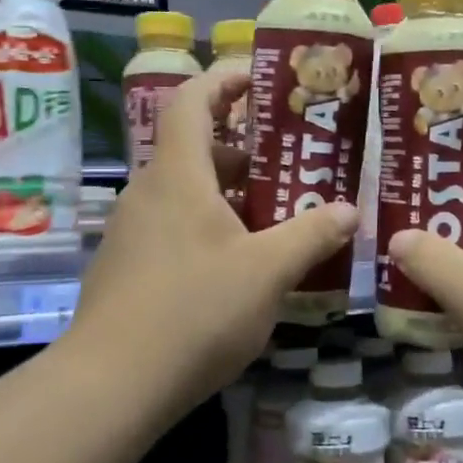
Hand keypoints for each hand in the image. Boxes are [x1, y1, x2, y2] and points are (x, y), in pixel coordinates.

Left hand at [62, 63, 358, 419]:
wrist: (112, 384)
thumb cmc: (194, 311)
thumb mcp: (268, 271)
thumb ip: (311, 234)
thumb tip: (350, 210)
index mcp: (178, 175)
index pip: (193, 100)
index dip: (225, 79)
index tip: (262, 78)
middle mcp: (148, 192)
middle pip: (195, 149)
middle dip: (245, 149)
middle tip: (291, 162)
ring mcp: (132, 231)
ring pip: (187, 192)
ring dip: (231, 194)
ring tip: (278, 214)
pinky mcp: (128, 266)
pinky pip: (174, 226)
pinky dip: (210, 226)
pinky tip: (242, 264)